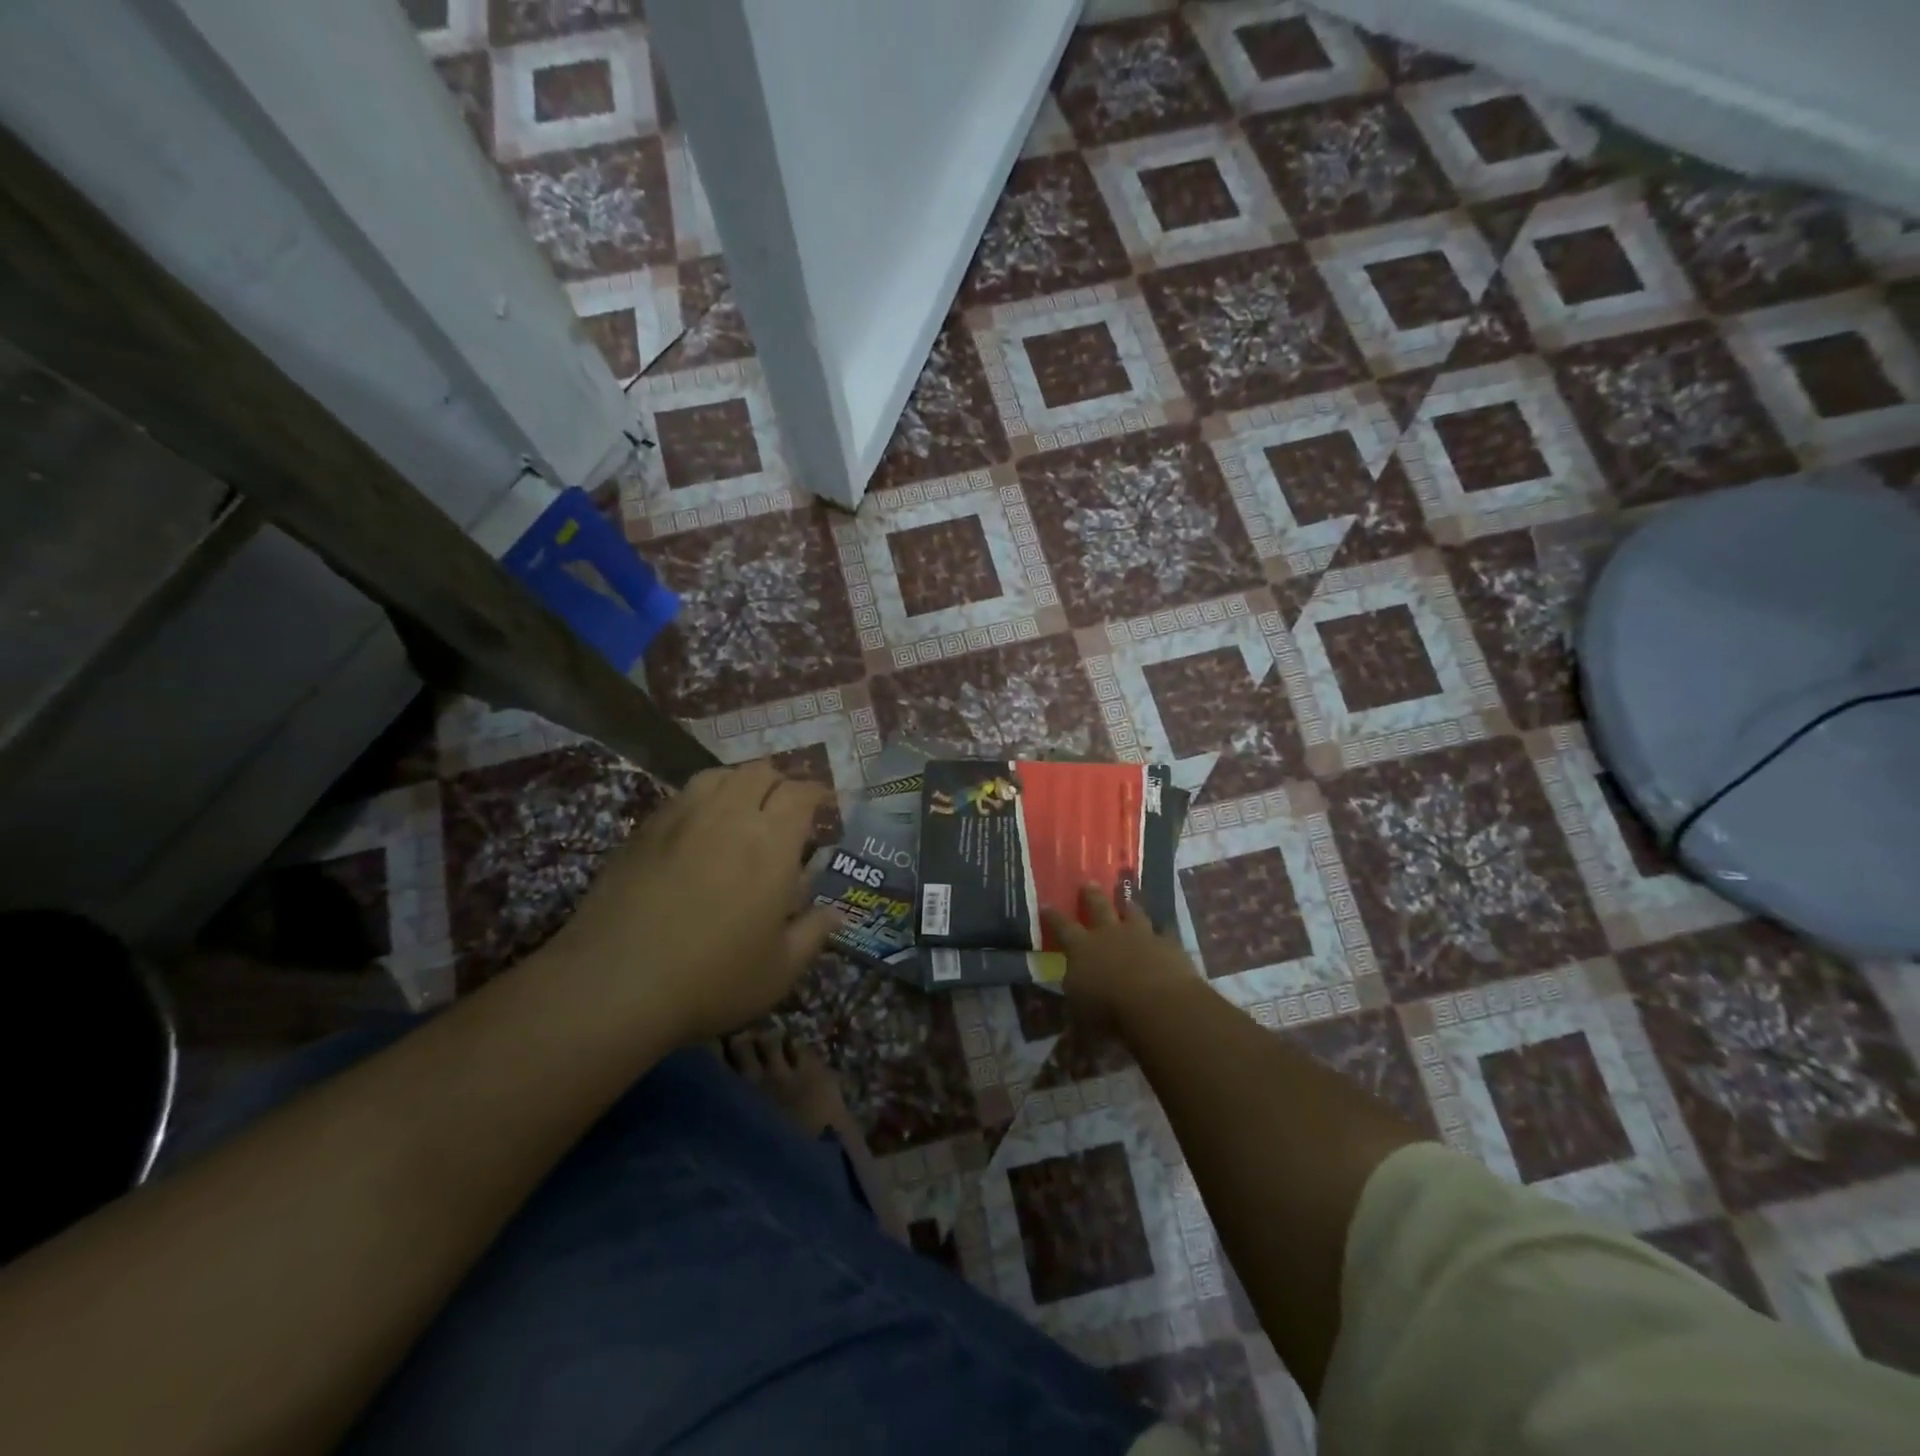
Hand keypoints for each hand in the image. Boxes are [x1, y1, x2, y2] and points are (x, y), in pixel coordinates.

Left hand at [547, 762, 841, 1044]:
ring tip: (743, 808)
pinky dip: (701, 799)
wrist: (614, 985)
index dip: (818, 793)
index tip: (826, 807)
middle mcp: (729, 816)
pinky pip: (681, 796)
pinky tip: (698, 829)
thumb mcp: (780, 970)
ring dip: (739, 783)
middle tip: (786, 808)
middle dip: (780, 782)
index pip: (801, 793)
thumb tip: (836, 913)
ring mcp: (681, 819)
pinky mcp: (643, 832)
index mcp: (772, 843)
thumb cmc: (713, 979)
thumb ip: (813, 933)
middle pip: (759, 771)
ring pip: (717, 775)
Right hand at [1042, 882, 1199, 1027]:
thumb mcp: (1081, 1018)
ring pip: (1134, 914)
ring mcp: (1141, 936)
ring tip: (1128, 900)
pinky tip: (1166, 932)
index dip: (1053, 917)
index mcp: (1082, 949)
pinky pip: (1165, 933)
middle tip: (1088, 883)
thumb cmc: (1109, 1012)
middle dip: (1091, 895)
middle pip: (1098, 907)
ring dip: (1129, 907)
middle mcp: (1110, 935)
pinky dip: (1163, 933)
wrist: (1158, 1003)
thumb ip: (1075, 1011)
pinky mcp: (1169, 945)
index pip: (1062, 928)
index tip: (1046, 905)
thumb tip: (1067, 1023)